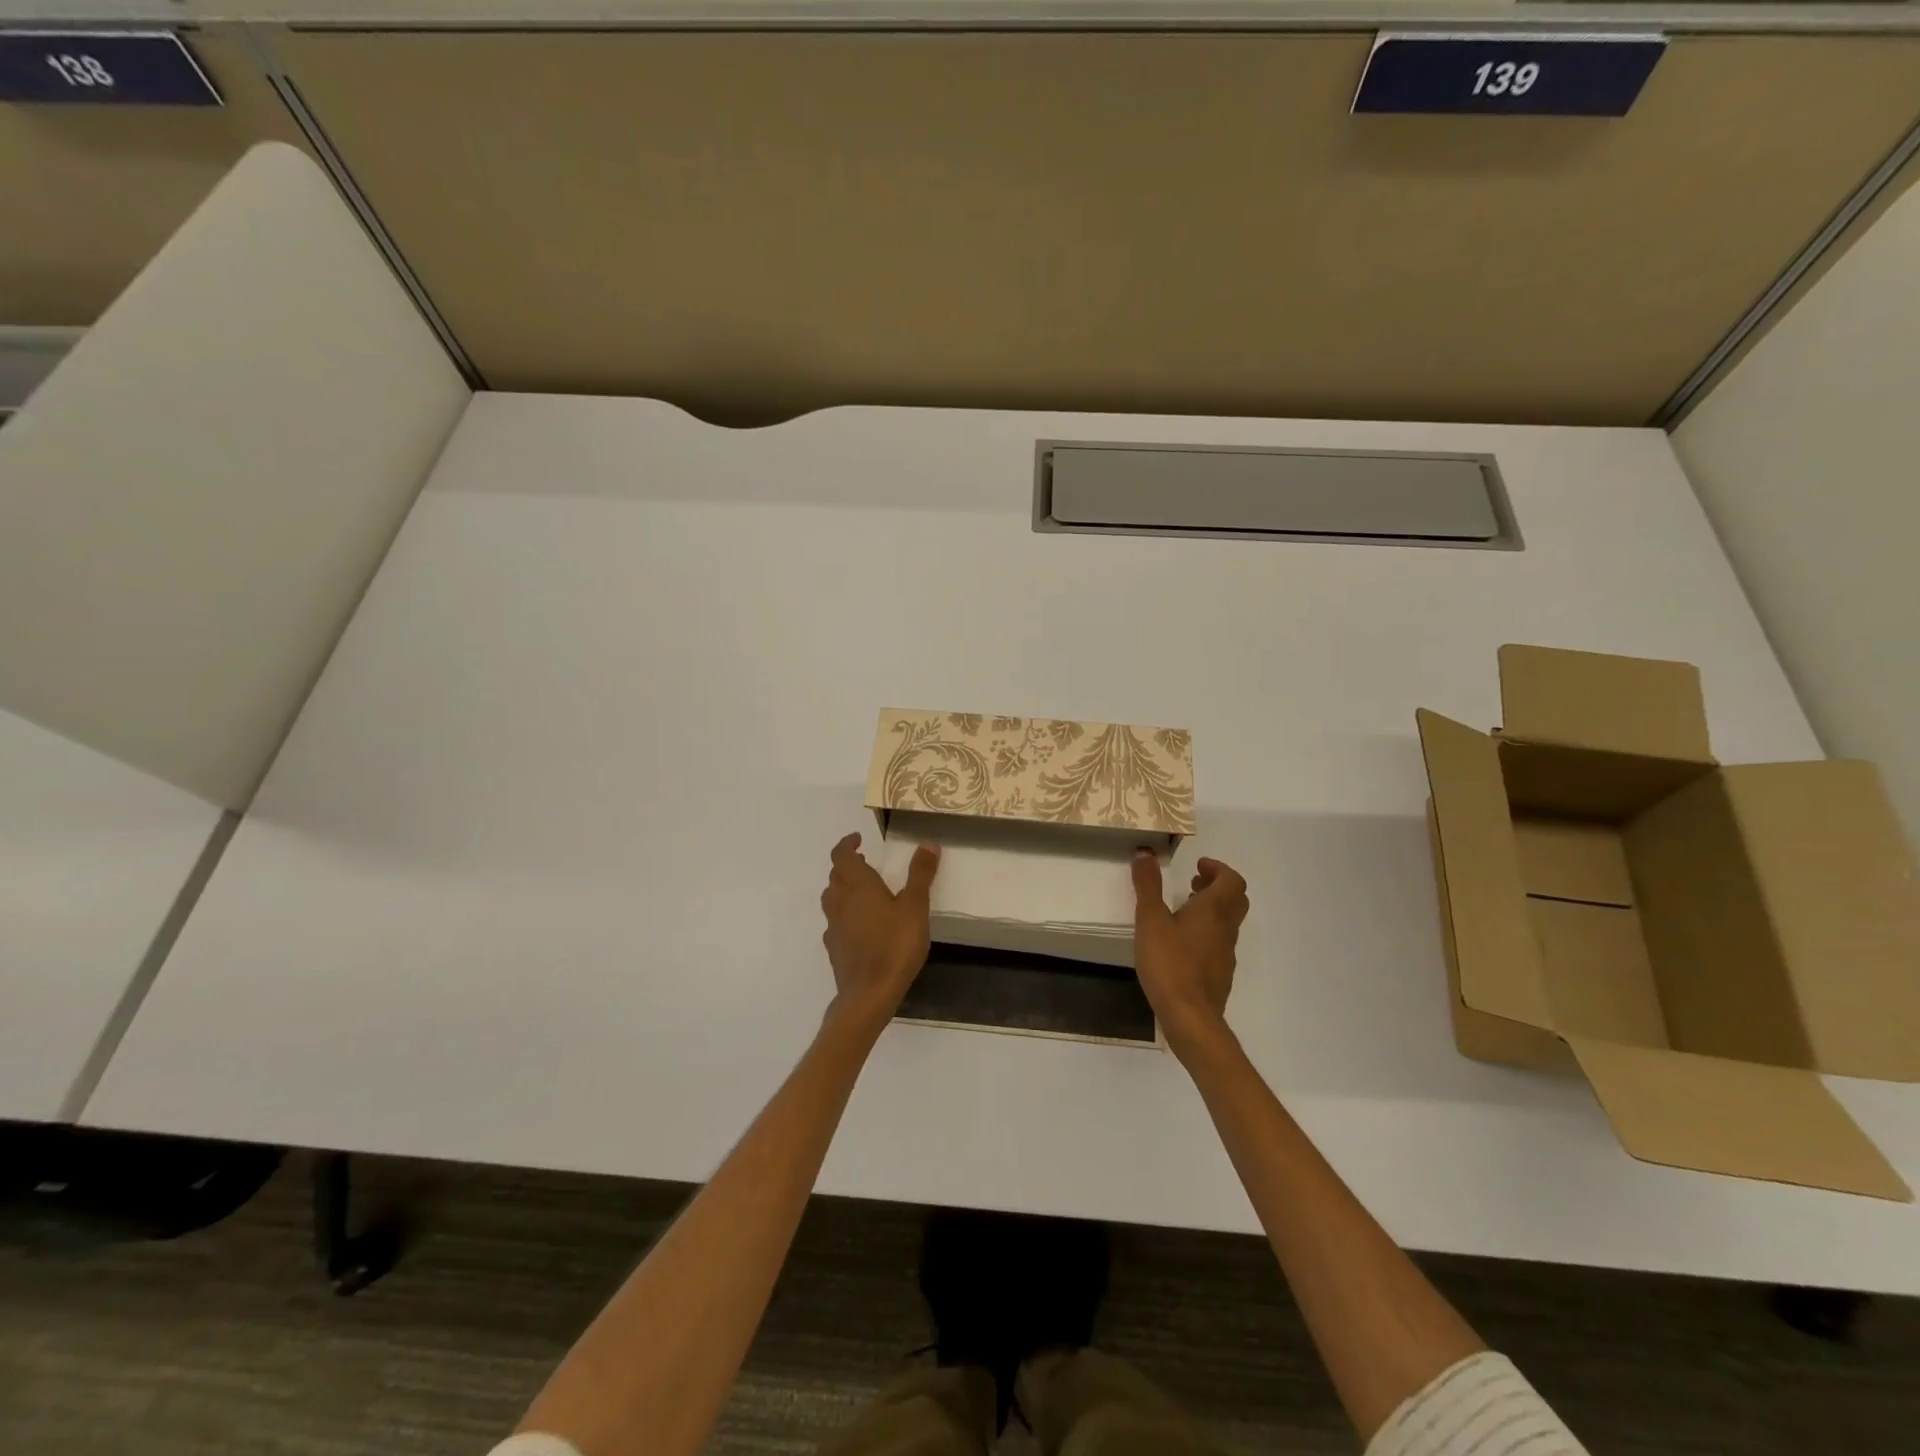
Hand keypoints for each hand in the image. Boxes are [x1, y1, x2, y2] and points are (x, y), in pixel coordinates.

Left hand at [820, 832, 940, 1030]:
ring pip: (832, 898)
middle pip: (835, 876)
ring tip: (863, 891)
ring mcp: (834, 926)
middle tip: (865, 862)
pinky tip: (859, 925)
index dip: (846, 844)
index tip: (858, 839)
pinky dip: (844, 914)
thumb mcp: (915, 906)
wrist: (869, 993)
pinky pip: (835, 922)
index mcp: (858, 886)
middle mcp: (840, 901)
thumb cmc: (894, 945)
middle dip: (847, 865)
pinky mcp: (834, 948)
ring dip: (843, 888)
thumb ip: (920, 874)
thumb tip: (928, 843)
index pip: (841, 856)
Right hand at [1131, 852, 1248, 1057]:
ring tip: (1183, 910)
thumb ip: (1148, 886)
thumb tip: (1145, 853)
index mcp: (1213, 910)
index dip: (1218, 869)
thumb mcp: (1150, 920)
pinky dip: (1206, 933)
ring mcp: (1225, 954)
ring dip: (1211, 909)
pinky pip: (1219, 944)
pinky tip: (1182, 943)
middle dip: (1217, 886)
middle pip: (1235, 900)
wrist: (1190, 1017)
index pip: (1232, 880)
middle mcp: (1226, 929)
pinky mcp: (1220, 975)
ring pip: (1228, 923)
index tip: (1198, 866)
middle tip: (1193, 882)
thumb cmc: (1169, 963)